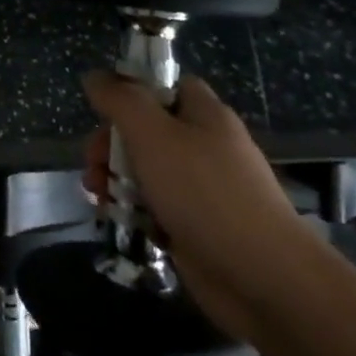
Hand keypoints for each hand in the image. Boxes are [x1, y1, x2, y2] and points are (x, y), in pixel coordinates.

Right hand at [83, 72, 320, 346]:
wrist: (262, 279)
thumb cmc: (204, 193)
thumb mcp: (152, 134)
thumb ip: (120, 100)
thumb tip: (94, 76)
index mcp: (204, 115)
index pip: (166, 86)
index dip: (132, 91)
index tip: (103, 109)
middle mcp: (205, 147)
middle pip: (146, 130)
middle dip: (110, 143)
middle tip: (93, 163)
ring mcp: (201, 190)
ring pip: (145, 170)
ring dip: (113, 178)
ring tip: (98, 195)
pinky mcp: (194, 226)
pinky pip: (153, 207)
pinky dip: (131, 210)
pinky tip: (115, 218)